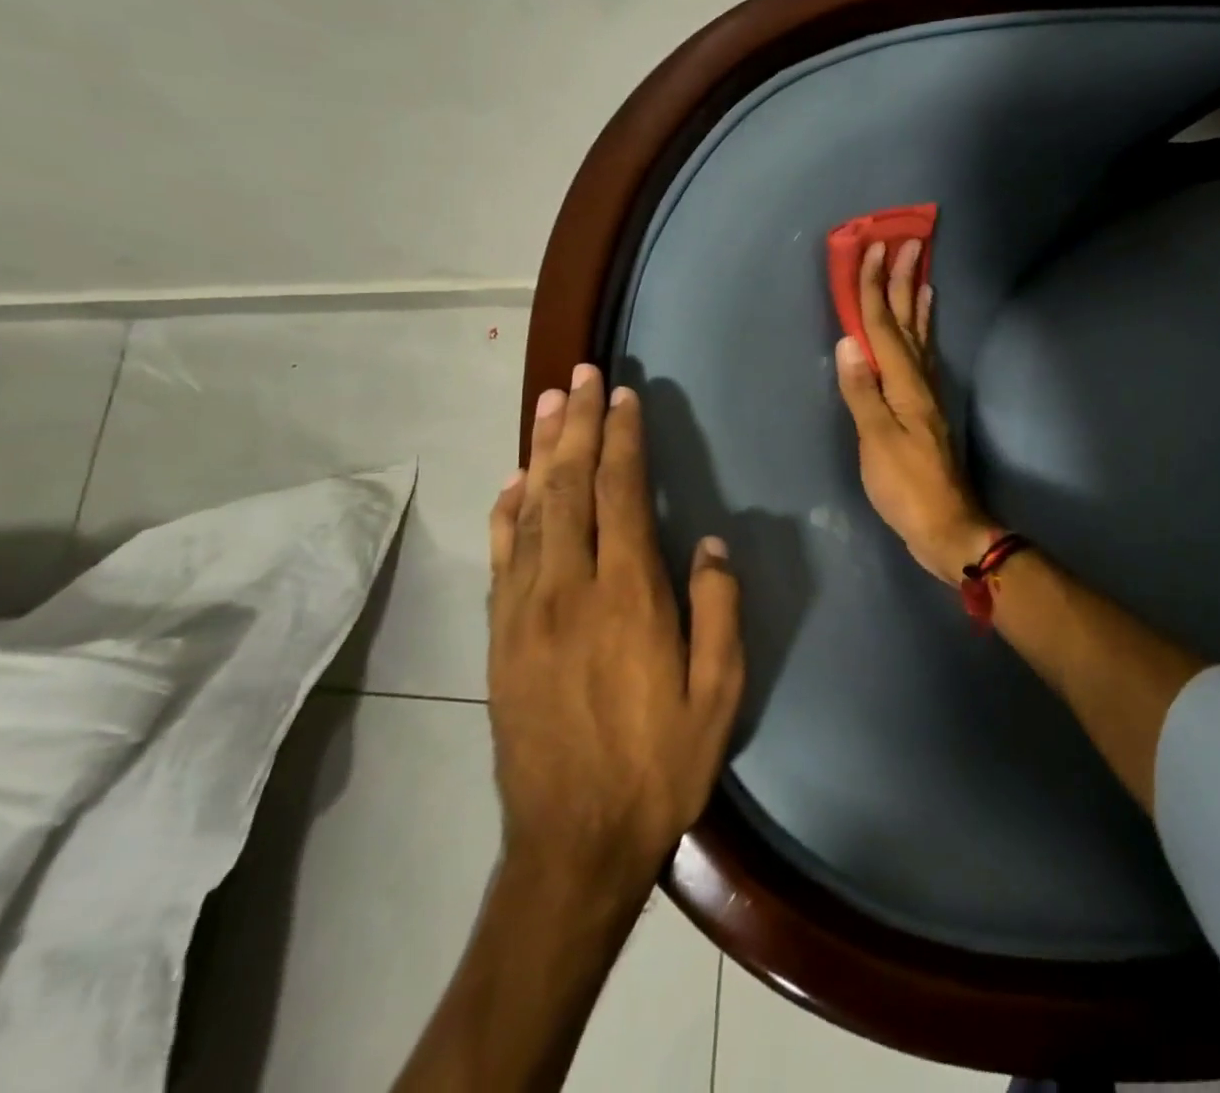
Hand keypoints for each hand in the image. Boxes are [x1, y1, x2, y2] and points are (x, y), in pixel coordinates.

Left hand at [487, 364, 744, 894]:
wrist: (572, 843)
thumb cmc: (658, 764)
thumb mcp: (718, 694)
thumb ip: (718, 611)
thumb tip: (711, 546)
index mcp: (628, 597)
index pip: (622, 495)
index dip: (623, 440)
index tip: (623, 396)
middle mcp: (570, 589)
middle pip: (569, 487)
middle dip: (577, 426)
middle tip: (579, 376)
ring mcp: (526, 611)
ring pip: (530, 511)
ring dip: (540, 451)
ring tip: (547, 404)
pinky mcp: (500, 636)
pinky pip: (501, 556)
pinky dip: (505, 510)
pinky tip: (512, 481)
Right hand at [835, 239, 996, 582]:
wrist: (945, 524)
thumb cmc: (905, 486)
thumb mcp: (877, 441)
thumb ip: (862, 392)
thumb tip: (849, 342)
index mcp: (903, 385)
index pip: (884, 327)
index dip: (874, 288)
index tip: (873, 250)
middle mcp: (919, 381)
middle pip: (908, 323)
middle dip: (902, 283)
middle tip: (906, 244)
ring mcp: (926, 395)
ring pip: (919, 337)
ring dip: (916, 303)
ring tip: (920, 274)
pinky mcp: (927, 410)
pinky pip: (923, 358)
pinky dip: (921, 336)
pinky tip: (921, 333)